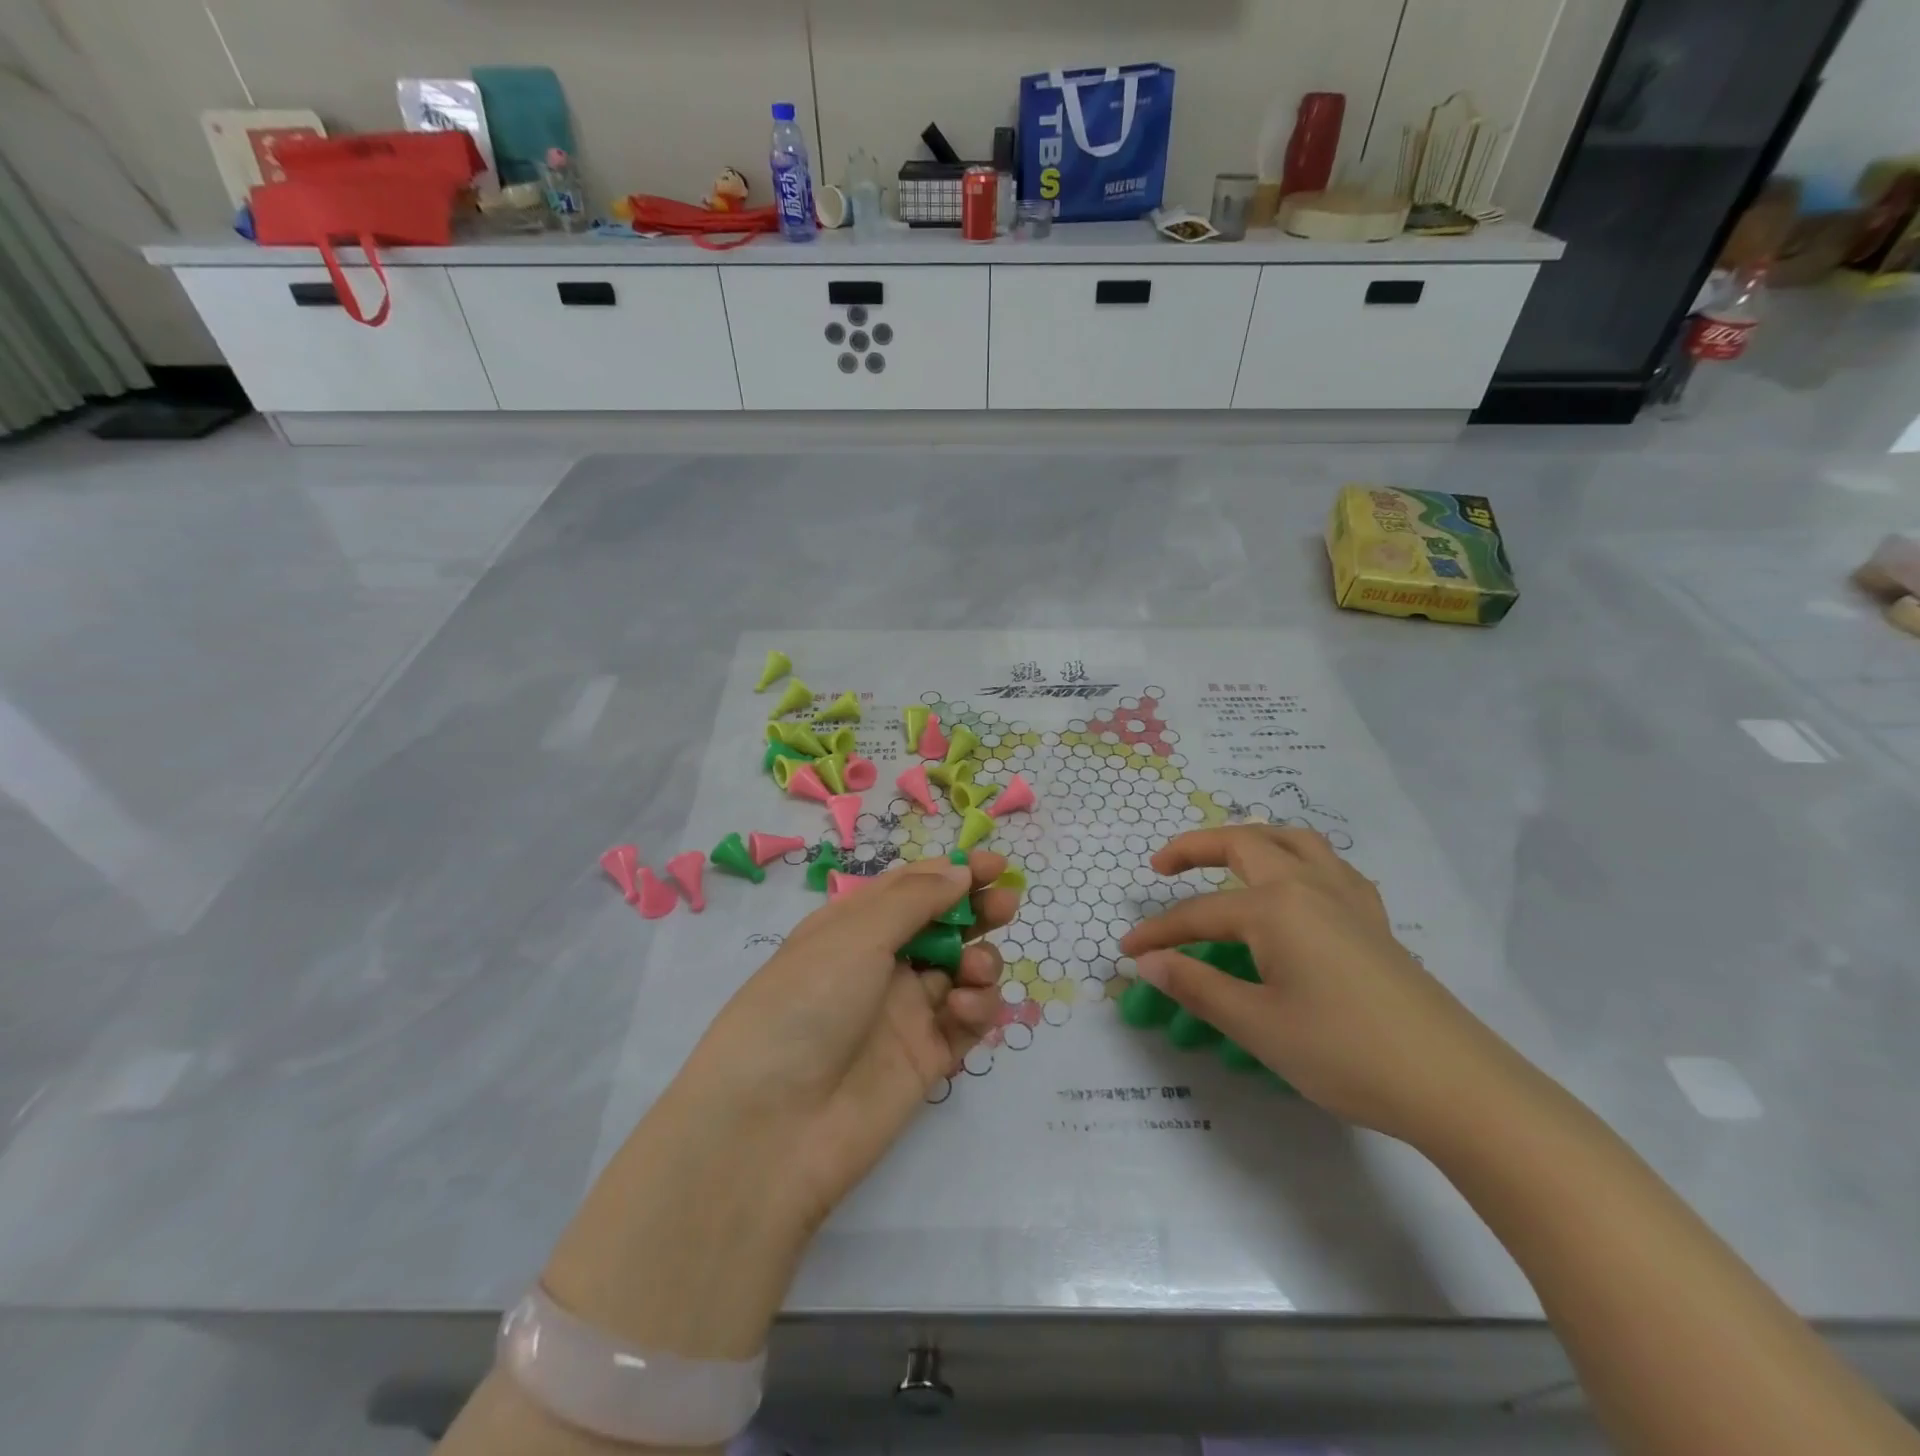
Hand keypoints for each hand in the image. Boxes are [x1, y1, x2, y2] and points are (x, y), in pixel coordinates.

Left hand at [543, 851, 1018, 1361]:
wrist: (772, 1127)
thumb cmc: (805, 1005)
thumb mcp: (854, 936)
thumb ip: (914, 899)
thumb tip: (959, 873)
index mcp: (852, 928)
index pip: (911, 889)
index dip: (951, 873)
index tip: (994, 864)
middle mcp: (879, 966)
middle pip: (941, 927)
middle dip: (976, 911)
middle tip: (1005, 903)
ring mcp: (904, 1014)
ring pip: (960, 972)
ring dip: (979, 960)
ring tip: (976, 969)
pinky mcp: (926, 1060)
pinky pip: (964, 1022)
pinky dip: (976, 1008)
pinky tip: (965, 1008)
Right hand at [1119, 826, 1517, 1144]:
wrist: (1455, 1085)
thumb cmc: (1345, 1052)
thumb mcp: (1257, 1025)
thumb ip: (1196, 986)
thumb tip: (1148, 961)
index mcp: (1276, 907)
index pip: (1199, 913)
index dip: (1158, 932)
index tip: (1126, 949)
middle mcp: (1310, 884)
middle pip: (1244, 843)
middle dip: (1195, 847)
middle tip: (1162, 866)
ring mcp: (1349, 897)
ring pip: (1293, 841)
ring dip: (1252, 840)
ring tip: (1227, 859)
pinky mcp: (1375, 919)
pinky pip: (1329, 866)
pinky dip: (1297, 860)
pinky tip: (1295, 890)